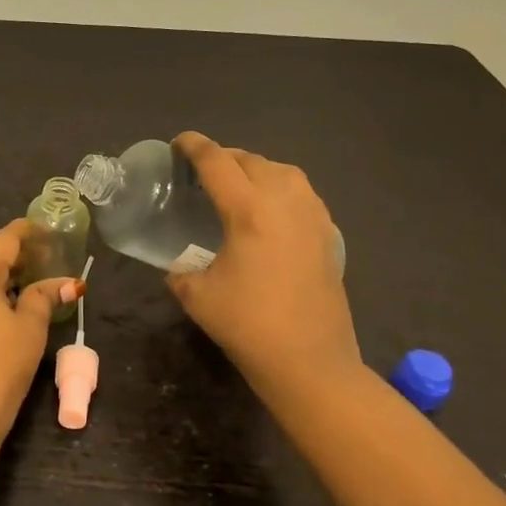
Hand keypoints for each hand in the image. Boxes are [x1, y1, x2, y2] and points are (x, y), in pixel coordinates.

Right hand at [167, 132, 360, 382]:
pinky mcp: (329, 234)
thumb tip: (176, 266)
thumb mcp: (197, 296)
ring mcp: (312, 216)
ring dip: (256, 169)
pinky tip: (270, 211)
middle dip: (224, 157)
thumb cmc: (248, 325)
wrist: (310, 362)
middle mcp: (284, 202)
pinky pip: (302, 193)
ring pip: (282, 171)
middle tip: (203, 171)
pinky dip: (281, 189)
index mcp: (249, 210)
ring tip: (238, 185)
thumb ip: (180, 271)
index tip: (179, 143)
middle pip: (251, 160)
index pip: (217, 162)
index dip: (194, 147)